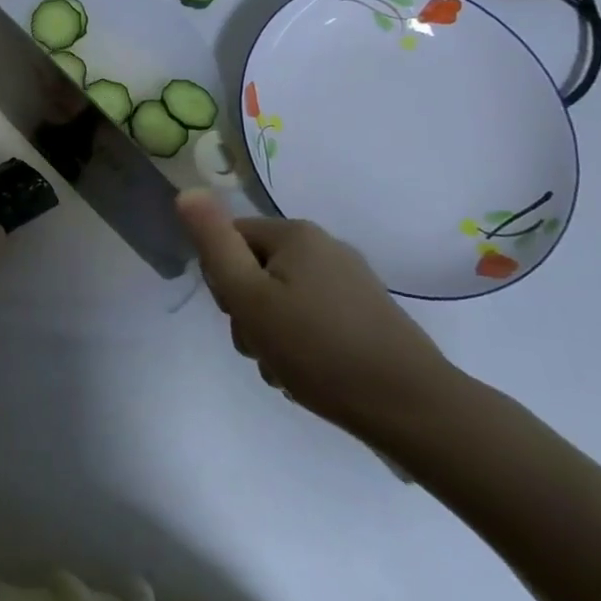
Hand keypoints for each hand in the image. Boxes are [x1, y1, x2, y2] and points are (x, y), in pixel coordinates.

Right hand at [177, 191, 459, 437]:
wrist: (412, 408)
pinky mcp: (367, 314)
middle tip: (260, 345)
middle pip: (256, 269)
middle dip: (247, 311)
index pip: (229, 239)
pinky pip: (312, 317)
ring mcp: (351, 281)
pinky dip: (301, 342)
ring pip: (282, 298)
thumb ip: (213, 242)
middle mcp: (325, 247)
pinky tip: (308, 373)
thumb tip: (188, 192)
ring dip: (270, 333)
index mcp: (296, 234)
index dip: (222, 279)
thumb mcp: (249, 296)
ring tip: (284, 368)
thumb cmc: (318, 349)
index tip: (238, 315)